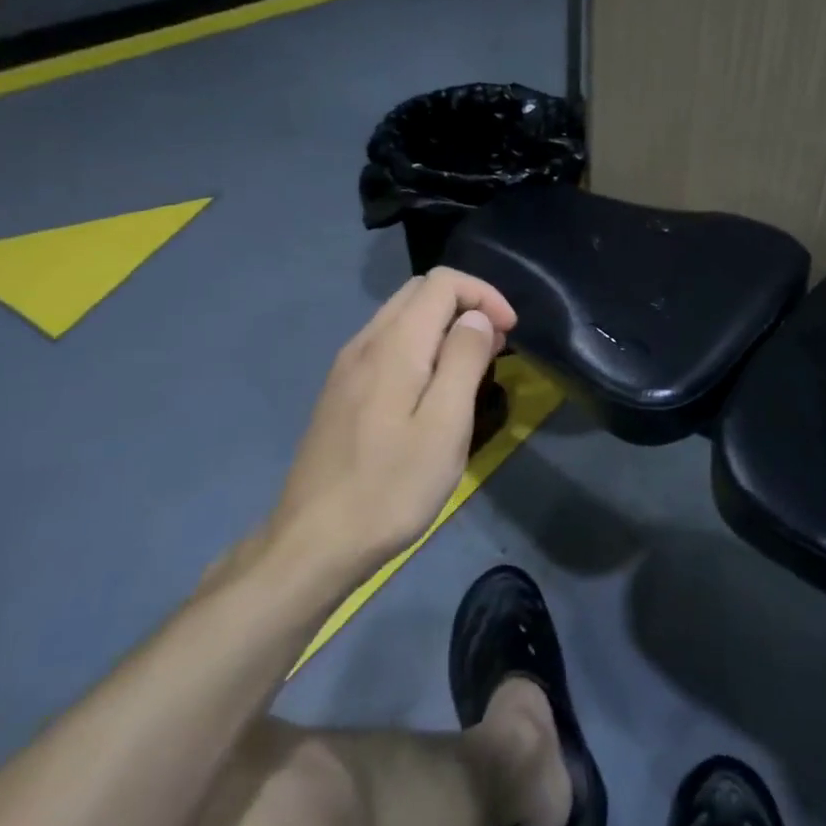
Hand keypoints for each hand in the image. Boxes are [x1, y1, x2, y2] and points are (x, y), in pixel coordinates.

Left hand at [263, 267, 517, 590]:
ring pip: (402, 316)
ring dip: (444, 324)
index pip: (444, 282)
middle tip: (496, 347)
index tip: (511, 333)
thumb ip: (464, 360)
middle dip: (467, 304)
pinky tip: (433, 388)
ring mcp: (347, 367)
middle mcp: (365, 343)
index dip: (485, 295)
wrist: (314, 543)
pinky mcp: (341, 392)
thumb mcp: (445, 425)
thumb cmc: (391, 486)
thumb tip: (478, 318)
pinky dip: (421, 345)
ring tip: (473, 367)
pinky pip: (388, 344)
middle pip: (420, 291)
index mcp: (394, 345)